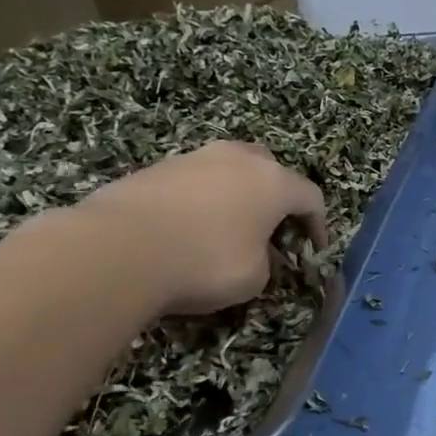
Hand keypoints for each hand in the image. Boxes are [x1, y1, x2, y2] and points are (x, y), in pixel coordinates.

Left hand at [68, 142, 327, 315]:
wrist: (117, 249)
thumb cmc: (205, 262)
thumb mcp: (255, 277)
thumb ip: (268, 261)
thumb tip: (260, 253)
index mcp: (273, 181)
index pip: (311, 197)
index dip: (318, 225)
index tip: (314, 250)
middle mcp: (238, 158)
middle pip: (271, 171)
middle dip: (276, 199)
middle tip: (272, 230)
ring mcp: (194, 158)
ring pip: (229, 171)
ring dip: (236, 197)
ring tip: (228, 230)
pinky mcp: (155, 168)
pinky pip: (193, 182)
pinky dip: (201, 202)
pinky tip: (188, 231)